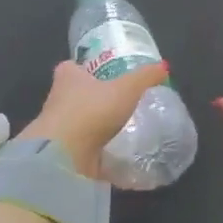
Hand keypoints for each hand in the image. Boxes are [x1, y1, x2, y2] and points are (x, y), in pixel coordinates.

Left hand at [20, 58, 169, 179]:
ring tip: (123, 128)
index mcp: (67, 77)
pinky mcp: (63, 153)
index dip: (86, 68)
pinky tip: (117, 154)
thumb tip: (164, 66)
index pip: (72, 67)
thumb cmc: (92, 110)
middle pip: (75, 95)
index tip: (104, 74)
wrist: (64, 155)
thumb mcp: (126, 88)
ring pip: (79, 123)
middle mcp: (57, 100)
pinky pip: (83, 149)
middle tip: (119, 101)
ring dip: (95, 126)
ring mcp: (58, 129)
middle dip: (93, 98)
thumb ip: (145, 77)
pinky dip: (97, 151)